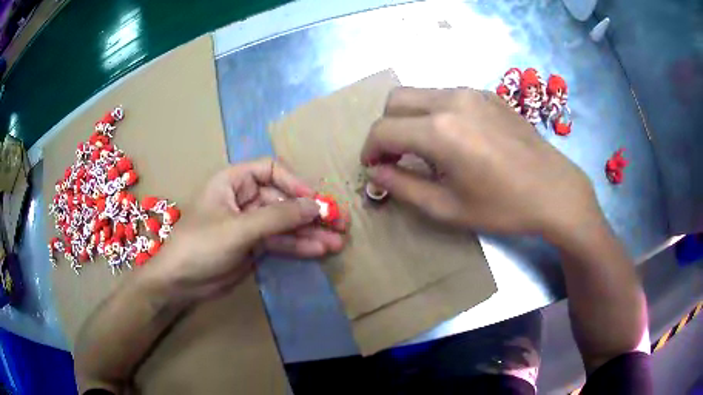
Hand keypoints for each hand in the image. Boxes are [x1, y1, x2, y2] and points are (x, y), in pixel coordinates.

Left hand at [147, 158, 347, 299]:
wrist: (181, 282)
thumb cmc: (201, 245)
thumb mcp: (238, 228)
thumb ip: (278, 217)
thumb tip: (316, 206)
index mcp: (233, 181)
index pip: (271, 170)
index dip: (295, 182)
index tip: (315, 201)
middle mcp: (244, 198)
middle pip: (284, 198)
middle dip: (310, 212)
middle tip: (339, 222)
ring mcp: (251, 223)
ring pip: (286, 223)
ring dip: (310, 232)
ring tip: (337, 242)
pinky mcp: (255, 245)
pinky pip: (281, 241)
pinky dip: (299, 246)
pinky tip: (319, 250)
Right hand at [361, 87, 600, 238]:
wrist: (555, 191)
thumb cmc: (503, 207)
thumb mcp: (447, 208)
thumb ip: (403, 187)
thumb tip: (375, 173)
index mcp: (439, 131)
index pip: (383, 130)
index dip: (369, 150)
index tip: (373, 168)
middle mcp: (451, 100)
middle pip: (395, 100)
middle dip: (386, 128)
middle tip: (395, 156)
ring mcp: (472, 93)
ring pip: (421, 94)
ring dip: (410, 118)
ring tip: (425, 149)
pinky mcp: (488, 94)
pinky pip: (447, 96)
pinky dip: (435, 113)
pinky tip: (455, 138)